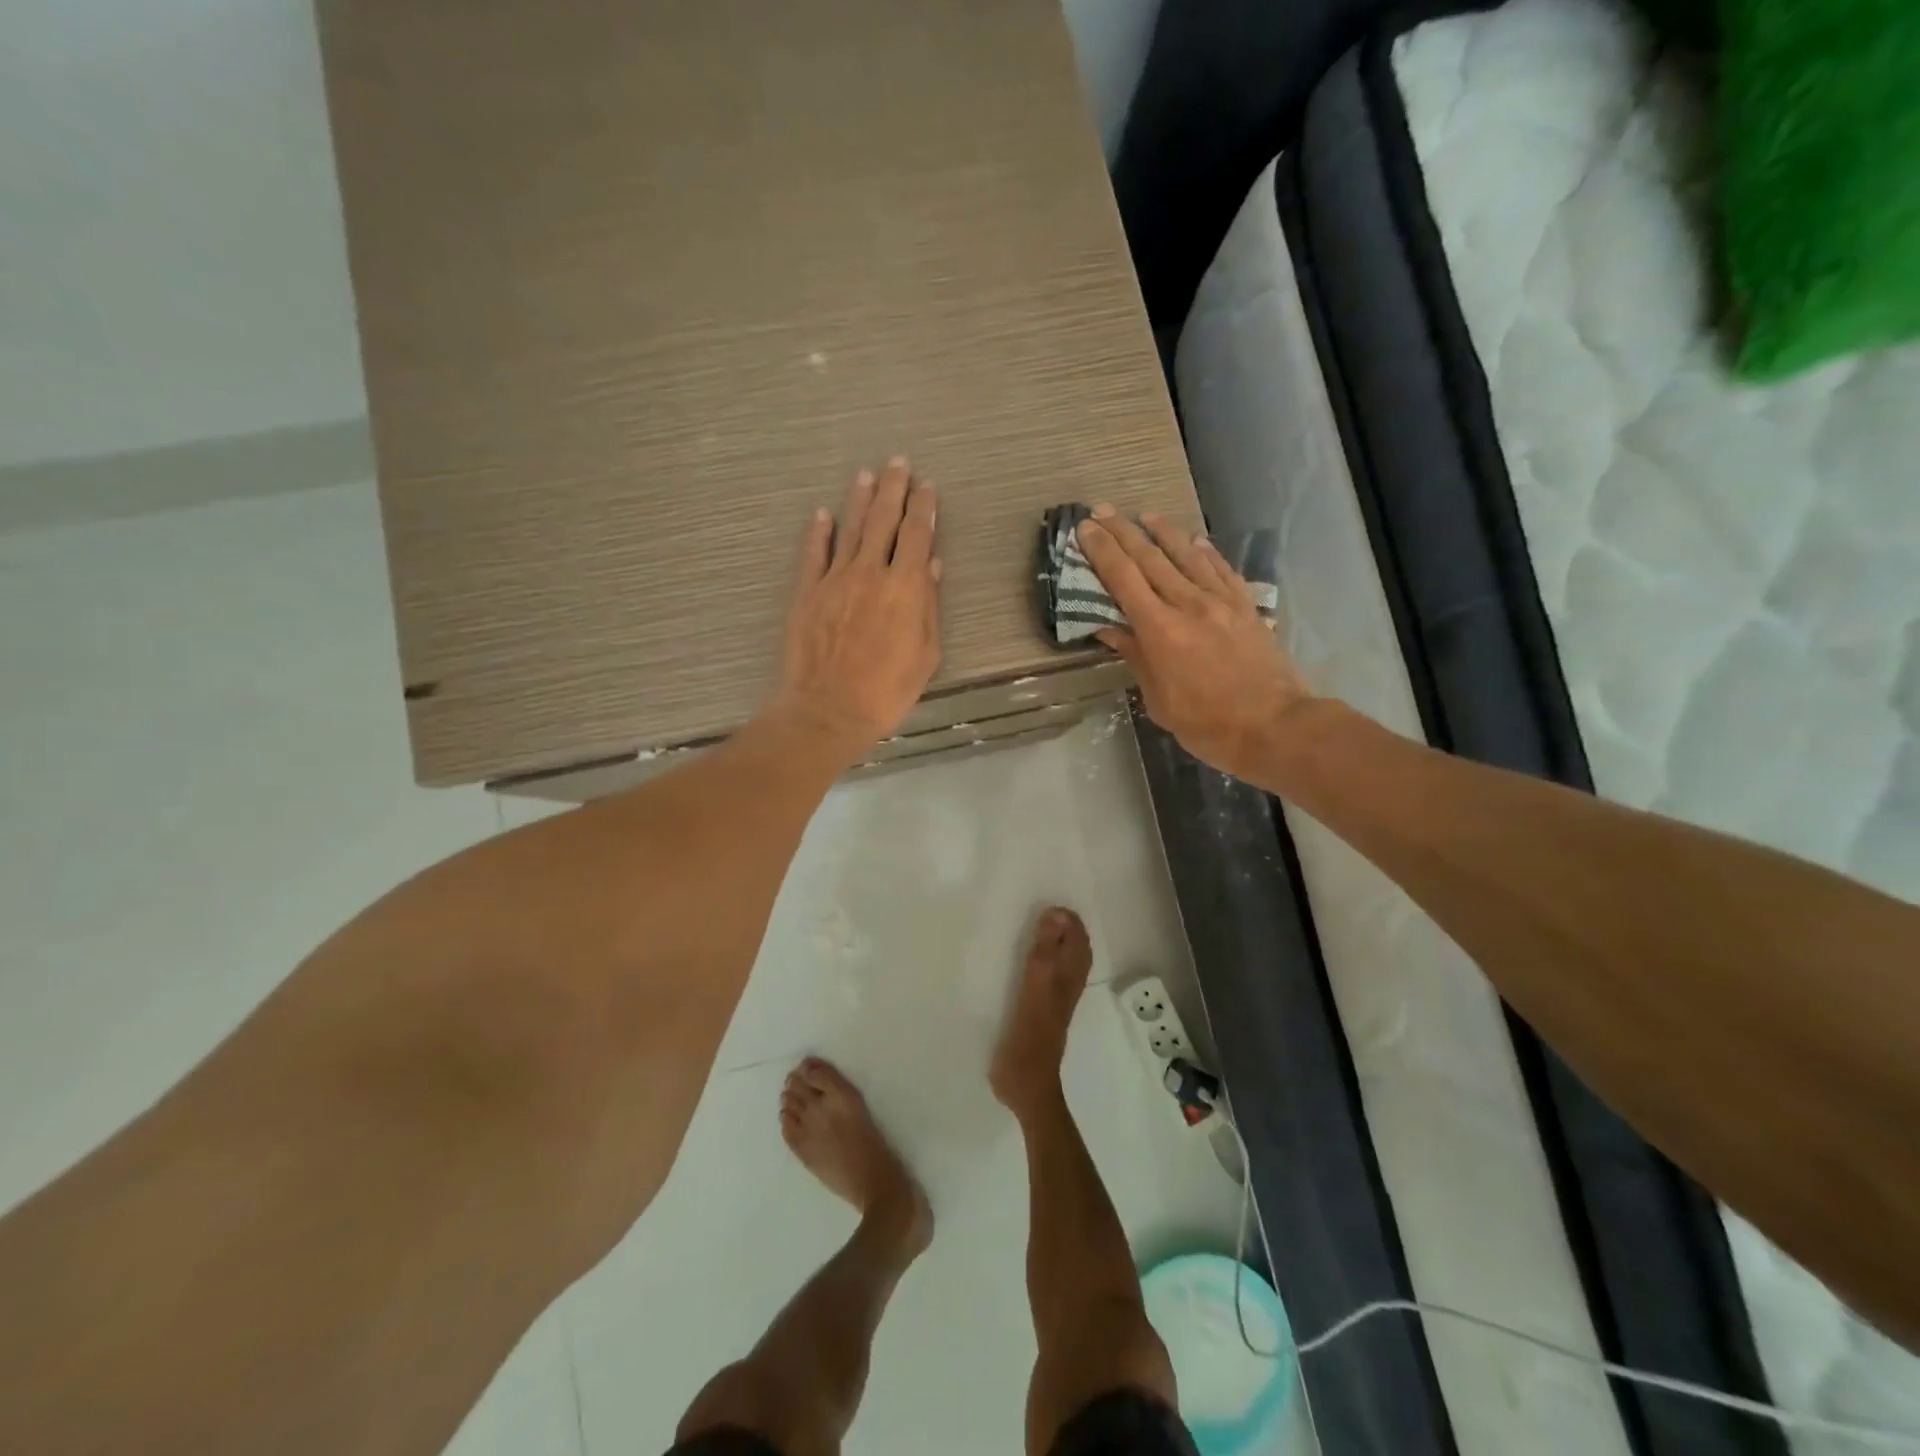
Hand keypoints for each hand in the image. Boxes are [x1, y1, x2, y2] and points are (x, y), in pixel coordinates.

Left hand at [775, 457, 941, 752]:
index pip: (916, 534)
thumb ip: (928, 604)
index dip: (924, 507)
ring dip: (859, 499)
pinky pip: (814, 554)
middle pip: (883, 520)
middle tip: (898, 462)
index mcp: (904, 586)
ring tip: (866, 475)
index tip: (927, 486)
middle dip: (894, 489)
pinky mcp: (807, 592)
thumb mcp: (925, 653)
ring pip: (850, 529)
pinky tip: (822, 514)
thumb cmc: (887, 690)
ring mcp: (834, 579)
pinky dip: (819, 532)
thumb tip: (930, 563)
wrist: (829, 709)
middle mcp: (870, 572)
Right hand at [1076, 506, 1311, 780]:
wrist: (1274, 726)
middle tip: (1102, 511)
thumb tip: (1110, 629)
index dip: (1102, 551)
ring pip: (1187, 556)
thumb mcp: (1159, 700)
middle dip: (1122, 532)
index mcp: (1160, 630)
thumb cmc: (1207, 724)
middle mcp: (1188, 605)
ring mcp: (1221, 602)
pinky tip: (1195, 541)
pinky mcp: (1245, 606)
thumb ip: (1136, 658)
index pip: (1123, 579)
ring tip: (1145, 515)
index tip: (1085, 529)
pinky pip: (1221, 569)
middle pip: (1150, 559)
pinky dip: (1204, 551)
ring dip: (1163, 532)